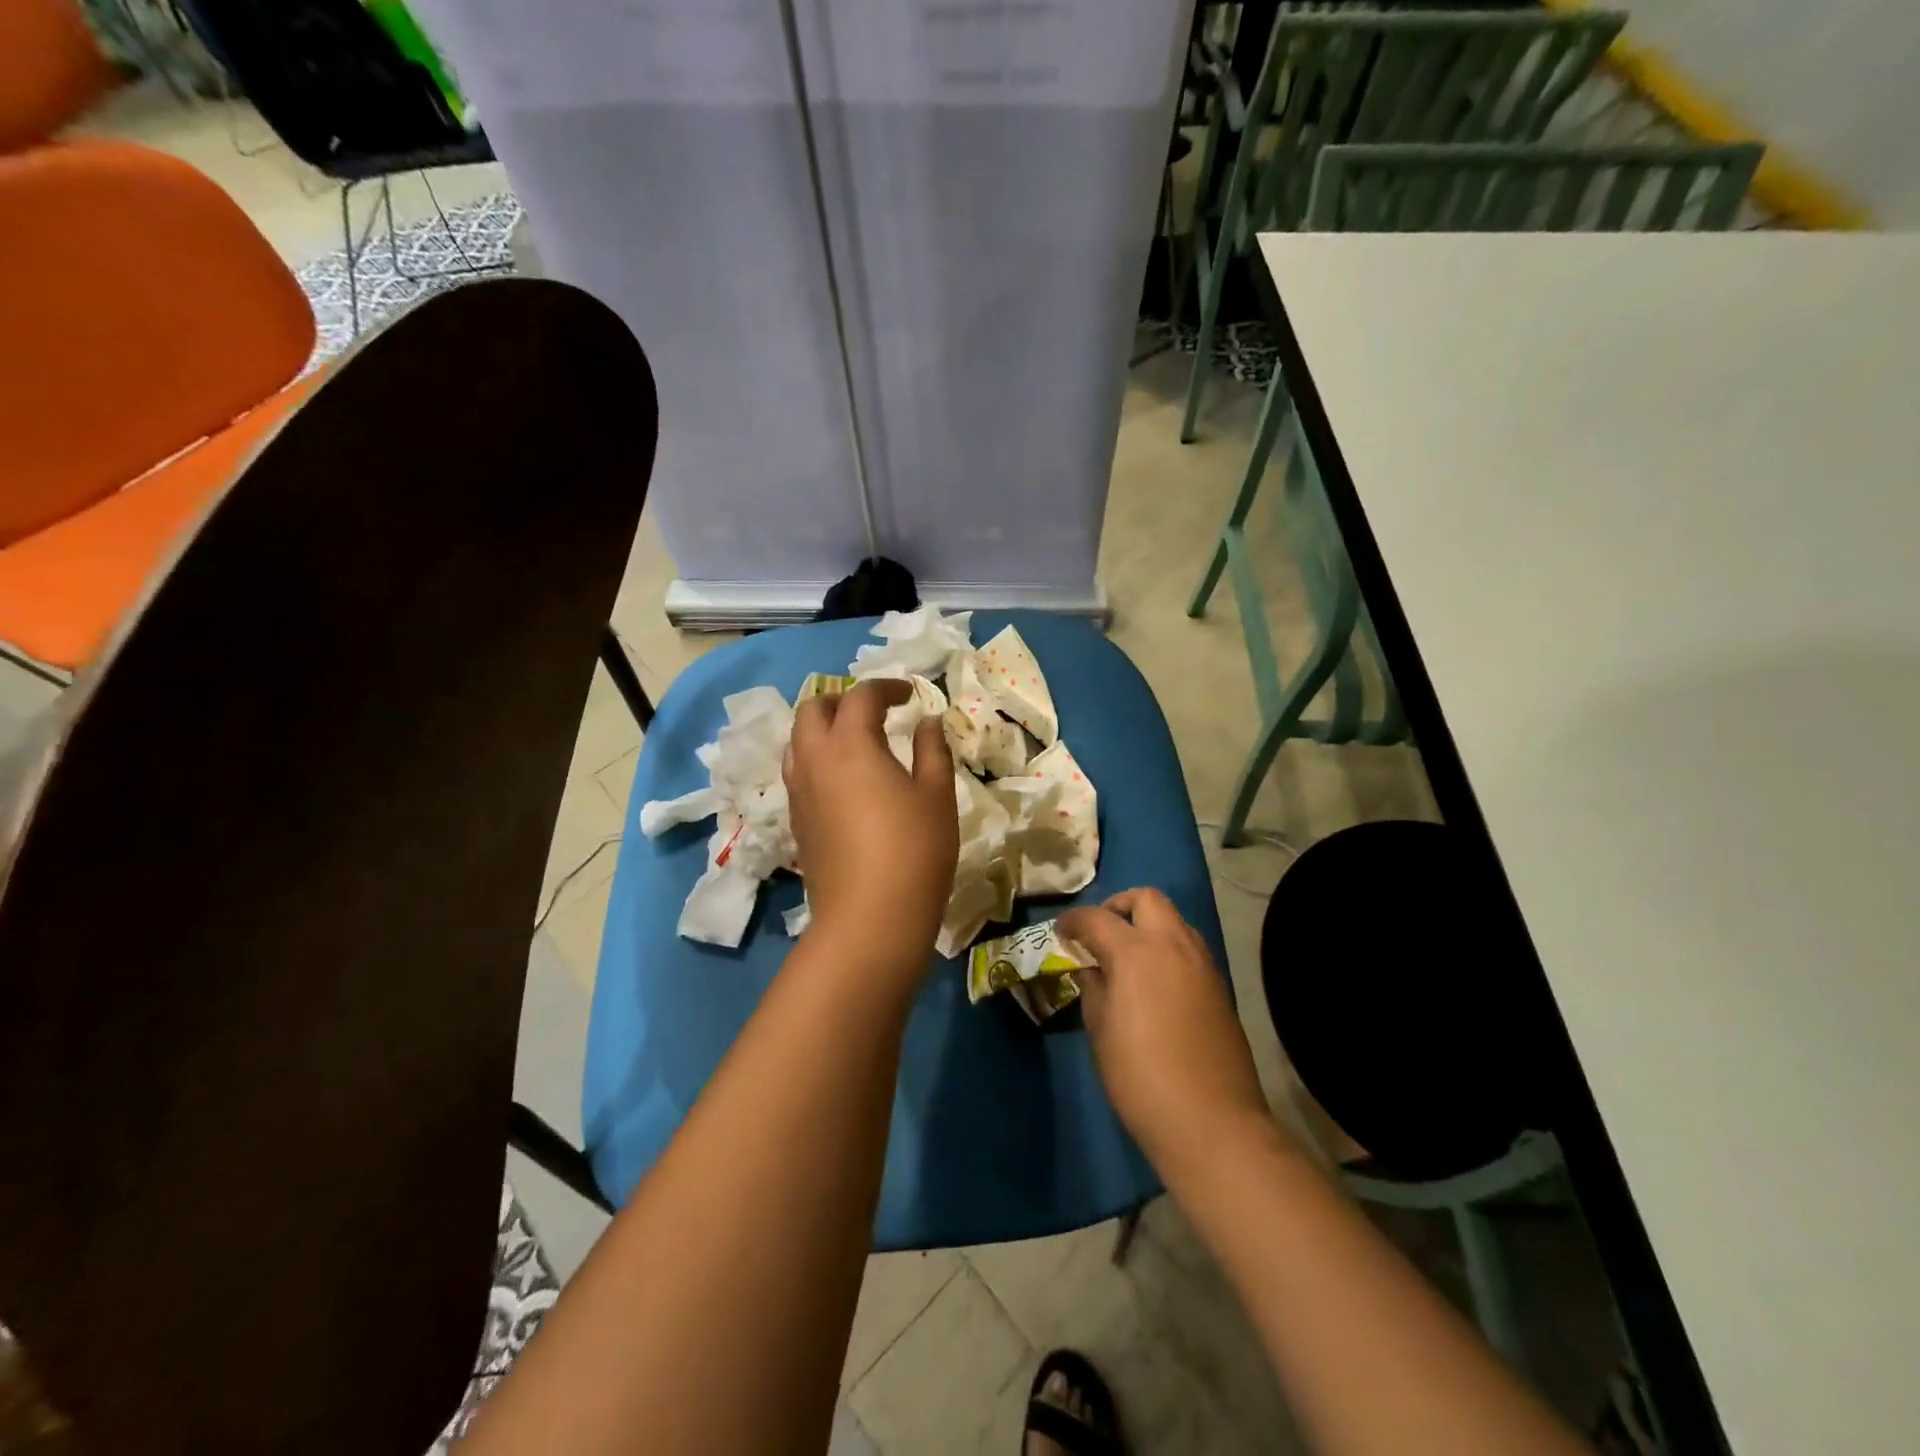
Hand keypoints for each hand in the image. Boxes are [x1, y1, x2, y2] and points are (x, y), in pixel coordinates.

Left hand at [785, 680, 957, 971]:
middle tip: (875, 712)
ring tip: (856, 742)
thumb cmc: (913, 850)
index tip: (910, 695)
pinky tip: (845, 781)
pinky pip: (798, 772)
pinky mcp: (796, 821)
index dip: (887, 687)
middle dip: (842, 701)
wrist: (869, 919)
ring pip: (798, 740)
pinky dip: (817, 759)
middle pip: (813, 709)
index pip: (861, 696)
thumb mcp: (936, 795)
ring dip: (823, 729)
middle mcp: (814, 759)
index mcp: (850, 743)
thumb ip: (932, 750)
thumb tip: (928, 722)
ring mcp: (799, 792)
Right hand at [1059, 889, 1273, 1169]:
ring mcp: (1202, 963)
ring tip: (1127, 956)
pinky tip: (1154, 981)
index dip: (1073, 921)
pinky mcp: (1219, 985)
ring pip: (1173, 920)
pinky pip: (1189, 947)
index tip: (1061, 933)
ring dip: (1147, 925)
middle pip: (1146, 899)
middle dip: (1119, 906)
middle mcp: (1172, 945)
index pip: (1096, 918)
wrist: (1211, 1122)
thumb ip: (1094, 987)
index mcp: (1135, 952)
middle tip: (1100, 933)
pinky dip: (1167, 948)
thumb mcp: (1100, 1030)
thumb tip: (1092, 968)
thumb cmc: (1140, 1078)